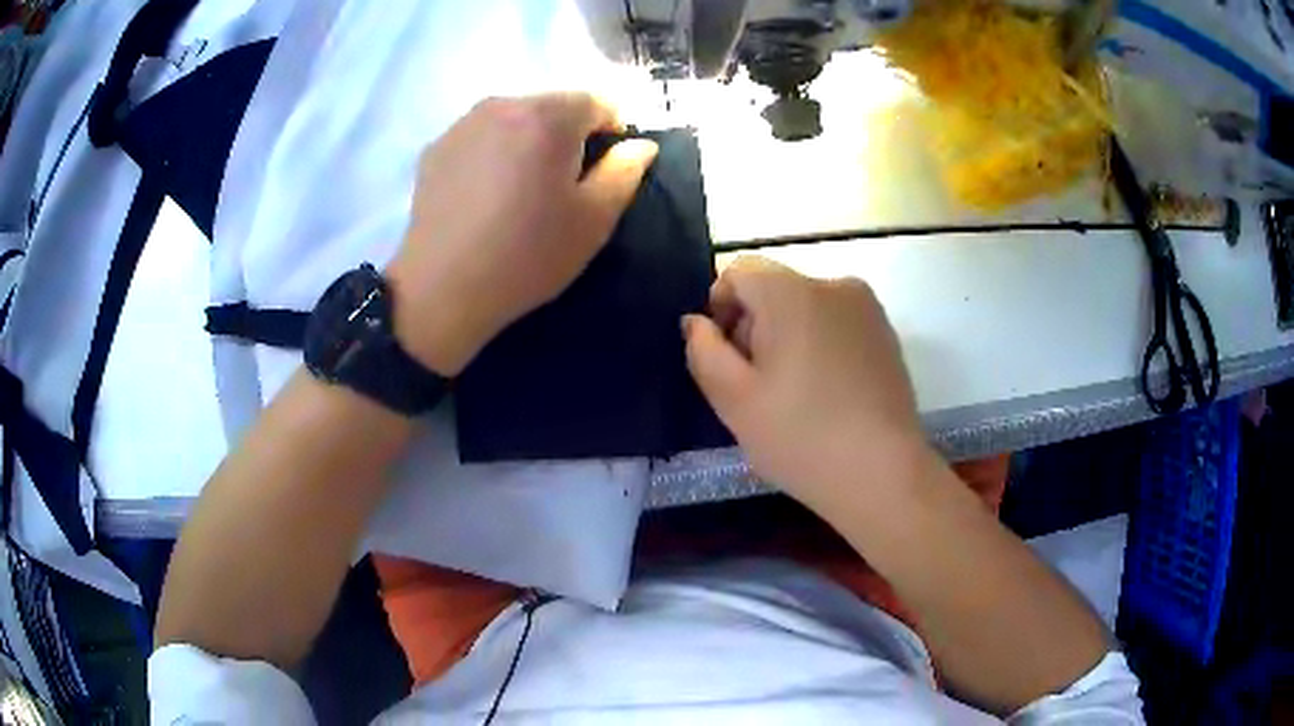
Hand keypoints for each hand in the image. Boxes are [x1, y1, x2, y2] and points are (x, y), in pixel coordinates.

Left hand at [387, 93, 658, 375]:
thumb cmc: (527, 255)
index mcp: (548, 116)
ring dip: (529, 141)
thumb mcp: (594, 220)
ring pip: (514, 118)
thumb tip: (640, 144)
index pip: (599, 100)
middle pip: (553, 105)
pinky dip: (494, 152)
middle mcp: (503, 104)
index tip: (606, 168)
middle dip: (568, 134)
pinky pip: (481, 136)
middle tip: (563, 184)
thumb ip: (625, 171)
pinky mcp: (435, 148)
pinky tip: (486, 195)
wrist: (441, 289)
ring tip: (521, 189)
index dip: (613, 130)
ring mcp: (462, 124)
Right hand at [683, 256, 928, 511]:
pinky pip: (837, 324)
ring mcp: (867, 308)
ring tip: (795, 396)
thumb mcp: (734, 400)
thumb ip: (703, 351)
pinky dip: (821, 346)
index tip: (727, 360)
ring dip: (788, 338)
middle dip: (755, 327)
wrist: (883, 474)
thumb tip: (696, 322)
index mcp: (791, 292)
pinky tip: (828, 395)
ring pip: (806, 308)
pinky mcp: (887, 333)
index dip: (720, 309)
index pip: (738, 272)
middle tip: (758, 387)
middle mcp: (833, 284)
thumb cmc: (801, 438)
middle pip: (774, 289)